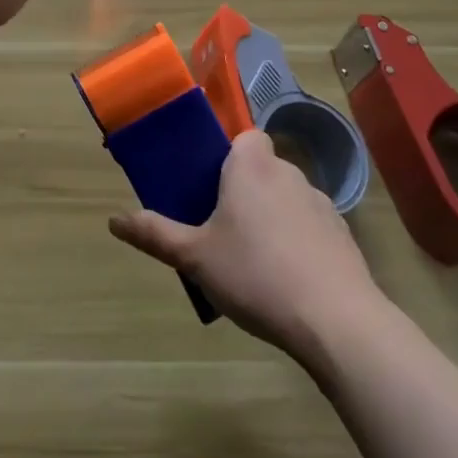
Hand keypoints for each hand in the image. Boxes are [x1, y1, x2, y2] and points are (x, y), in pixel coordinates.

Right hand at [109, 131, 381, 357]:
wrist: (336, 321)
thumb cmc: (255, 275)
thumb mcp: (195, 257)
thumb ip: (155, 234)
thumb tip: (113, 220)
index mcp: (251, 167)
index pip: (245, 136)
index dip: (230, 155)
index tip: (213, 185)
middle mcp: (288, 173)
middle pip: (263, 168)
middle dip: (245, 190)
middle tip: (223, 228)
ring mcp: (321, 203)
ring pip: (287, 198)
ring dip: (273, 216)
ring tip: (255, 260)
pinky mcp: (343, 235)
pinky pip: (311, 226)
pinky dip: (299, 242)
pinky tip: (289, 279)